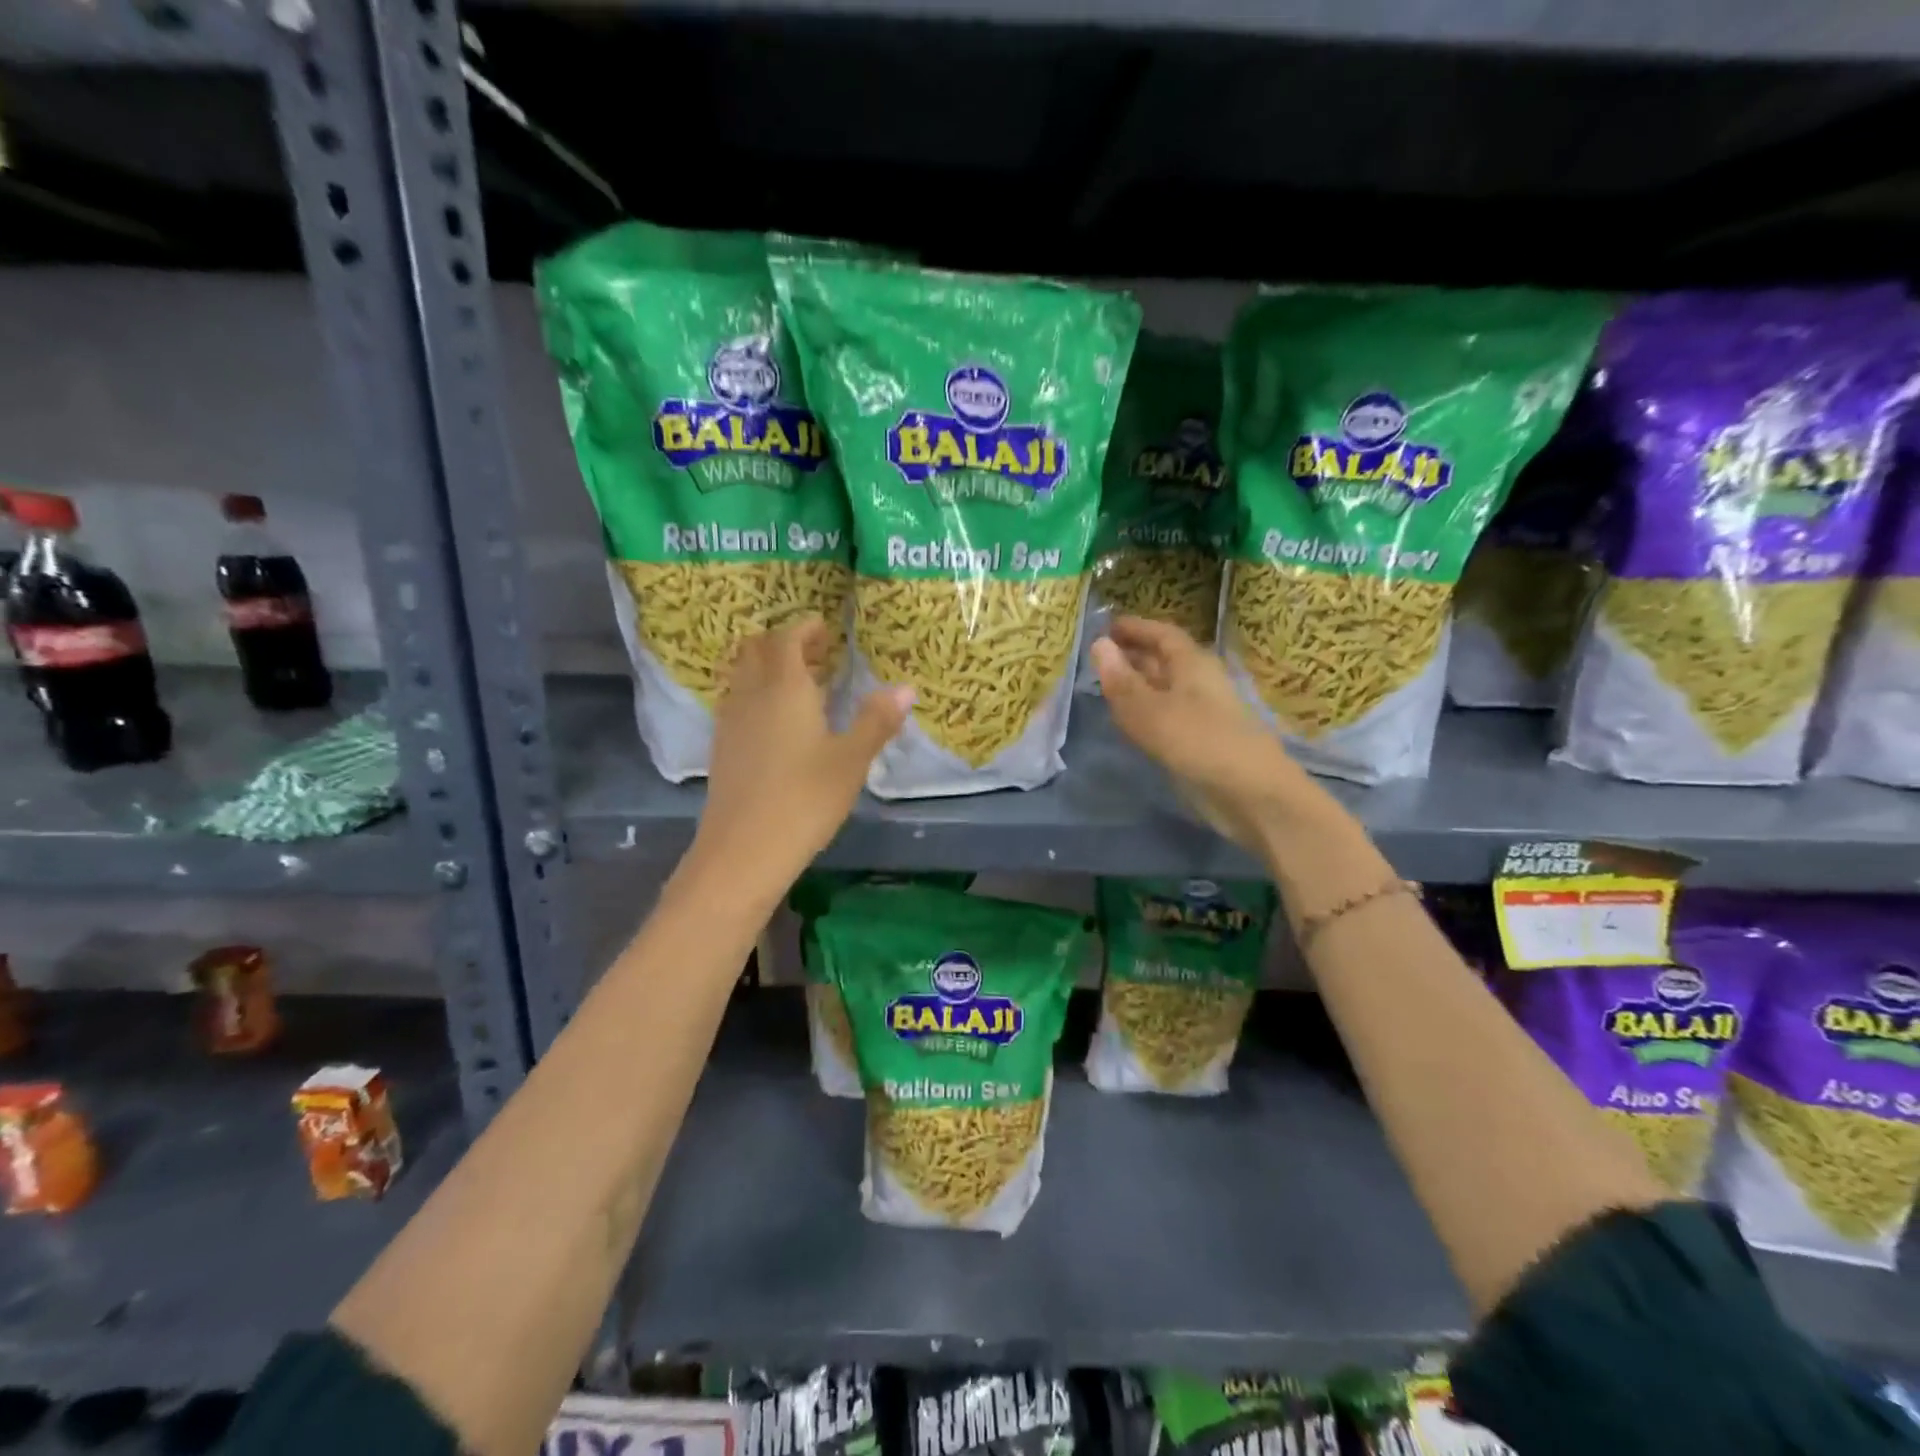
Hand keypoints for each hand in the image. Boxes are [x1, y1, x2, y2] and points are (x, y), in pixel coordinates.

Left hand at [688, 617, 911, 895]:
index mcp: (784, 688)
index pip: (787, 638)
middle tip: (817, 655)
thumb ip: (877, 721)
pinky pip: (737, 702)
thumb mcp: (851, 760)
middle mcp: (750, 695)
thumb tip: (906, 688)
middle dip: (784, 643)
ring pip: (743, 676)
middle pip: (756, 650)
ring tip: (802, 687)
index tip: (825, 630)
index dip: (805, 628)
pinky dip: (757, 696)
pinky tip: (780, 725)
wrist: (743, 851)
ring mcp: (730, 722)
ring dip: (768, 669)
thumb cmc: (805, 800)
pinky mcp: (722, 749)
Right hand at [1091, 616, 1314, 854]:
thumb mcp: (1149, 710)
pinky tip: (1126, 721)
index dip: (1135, 628)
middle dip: (1133, 655)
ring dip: (1137, 685)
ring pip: (1163, 690)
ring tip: (1104, 686)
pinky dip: (1144, 712)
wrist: (1249, 794)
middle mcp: (1198, 682)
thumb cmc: (1198, 741)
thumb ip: (1121, 680)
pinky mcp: (1198, 741)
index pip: (1162, 634)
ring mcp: (1200, 713)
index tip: (1106, 626)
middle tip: (1098, 657)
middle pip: (1163, 660)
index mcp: (1192, 663)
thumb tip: (1099, 643)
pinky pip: (1165, 716)